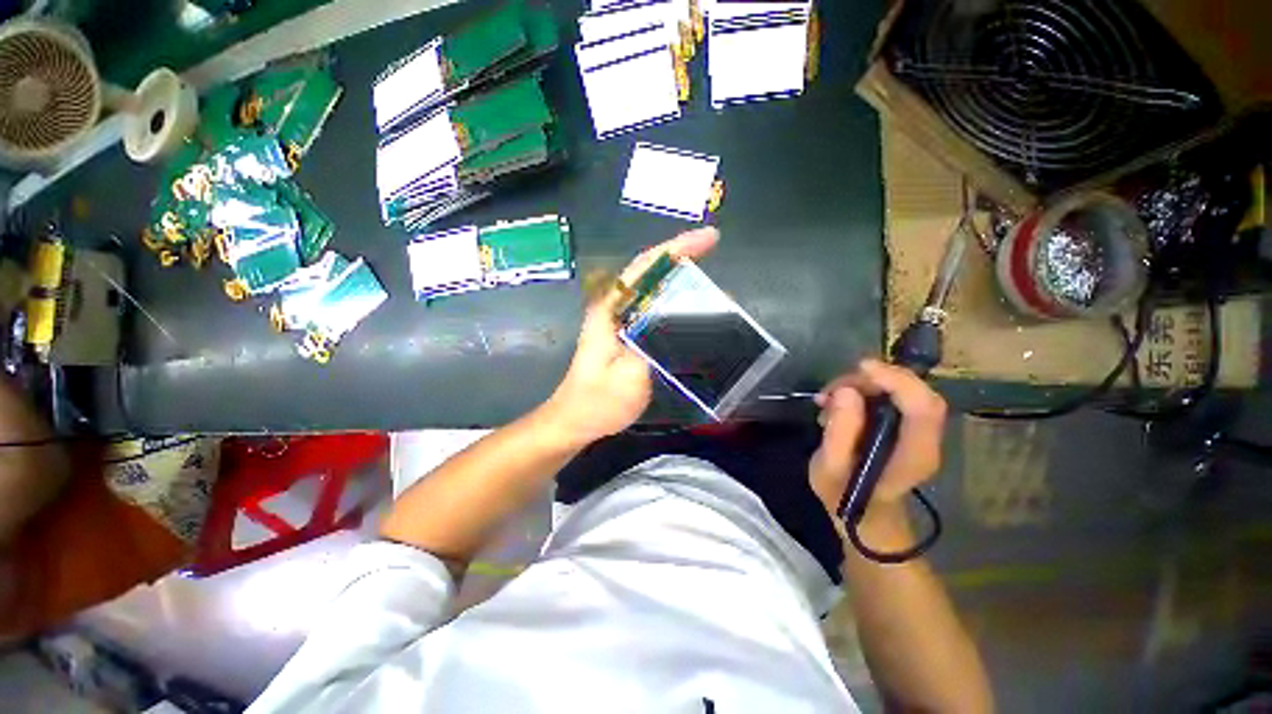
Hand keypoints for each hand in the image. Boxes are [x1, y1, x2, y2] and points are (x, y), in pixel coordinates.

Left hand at [540, 228, 719, 446]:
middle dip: (682, 258)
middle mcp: (614, 308)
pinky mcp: (624, 334)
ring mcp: (618, 320)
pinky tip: (691, 311)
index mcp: (611, 310)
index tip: (709, 239)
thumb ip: (655, 343)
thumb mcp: (631, 375)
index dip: (677, 248)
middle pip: (649, 272)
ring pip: (652, 289)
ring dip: (679, 279)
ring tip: (710, 283)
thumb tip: (686, 317)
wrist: (576, 420)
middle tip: (713, 255)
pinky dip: (673, 302)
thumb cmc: (599, 402)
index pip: (645, 267)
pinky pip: (652, 308)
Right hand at [808, 359, 946, 520]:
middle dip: (871, 380)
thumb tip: (846, 392)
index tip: (862, 368)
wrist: (862, 514)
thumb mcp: (830, 469)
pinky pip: (889, 395)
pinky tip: (835, 402)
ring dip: (861, 384)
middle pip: (914, 392)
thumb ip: (839, 432)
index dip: (897, 381)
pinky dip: (860, 390)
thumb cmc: (844, 496)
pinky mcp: (904, 425)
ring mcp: (917, 431)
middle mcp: (925, 439)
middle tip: (831, 390)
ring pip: (900, 389)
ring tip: (826, 399)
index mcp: (914, 455)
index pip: (923, 408)